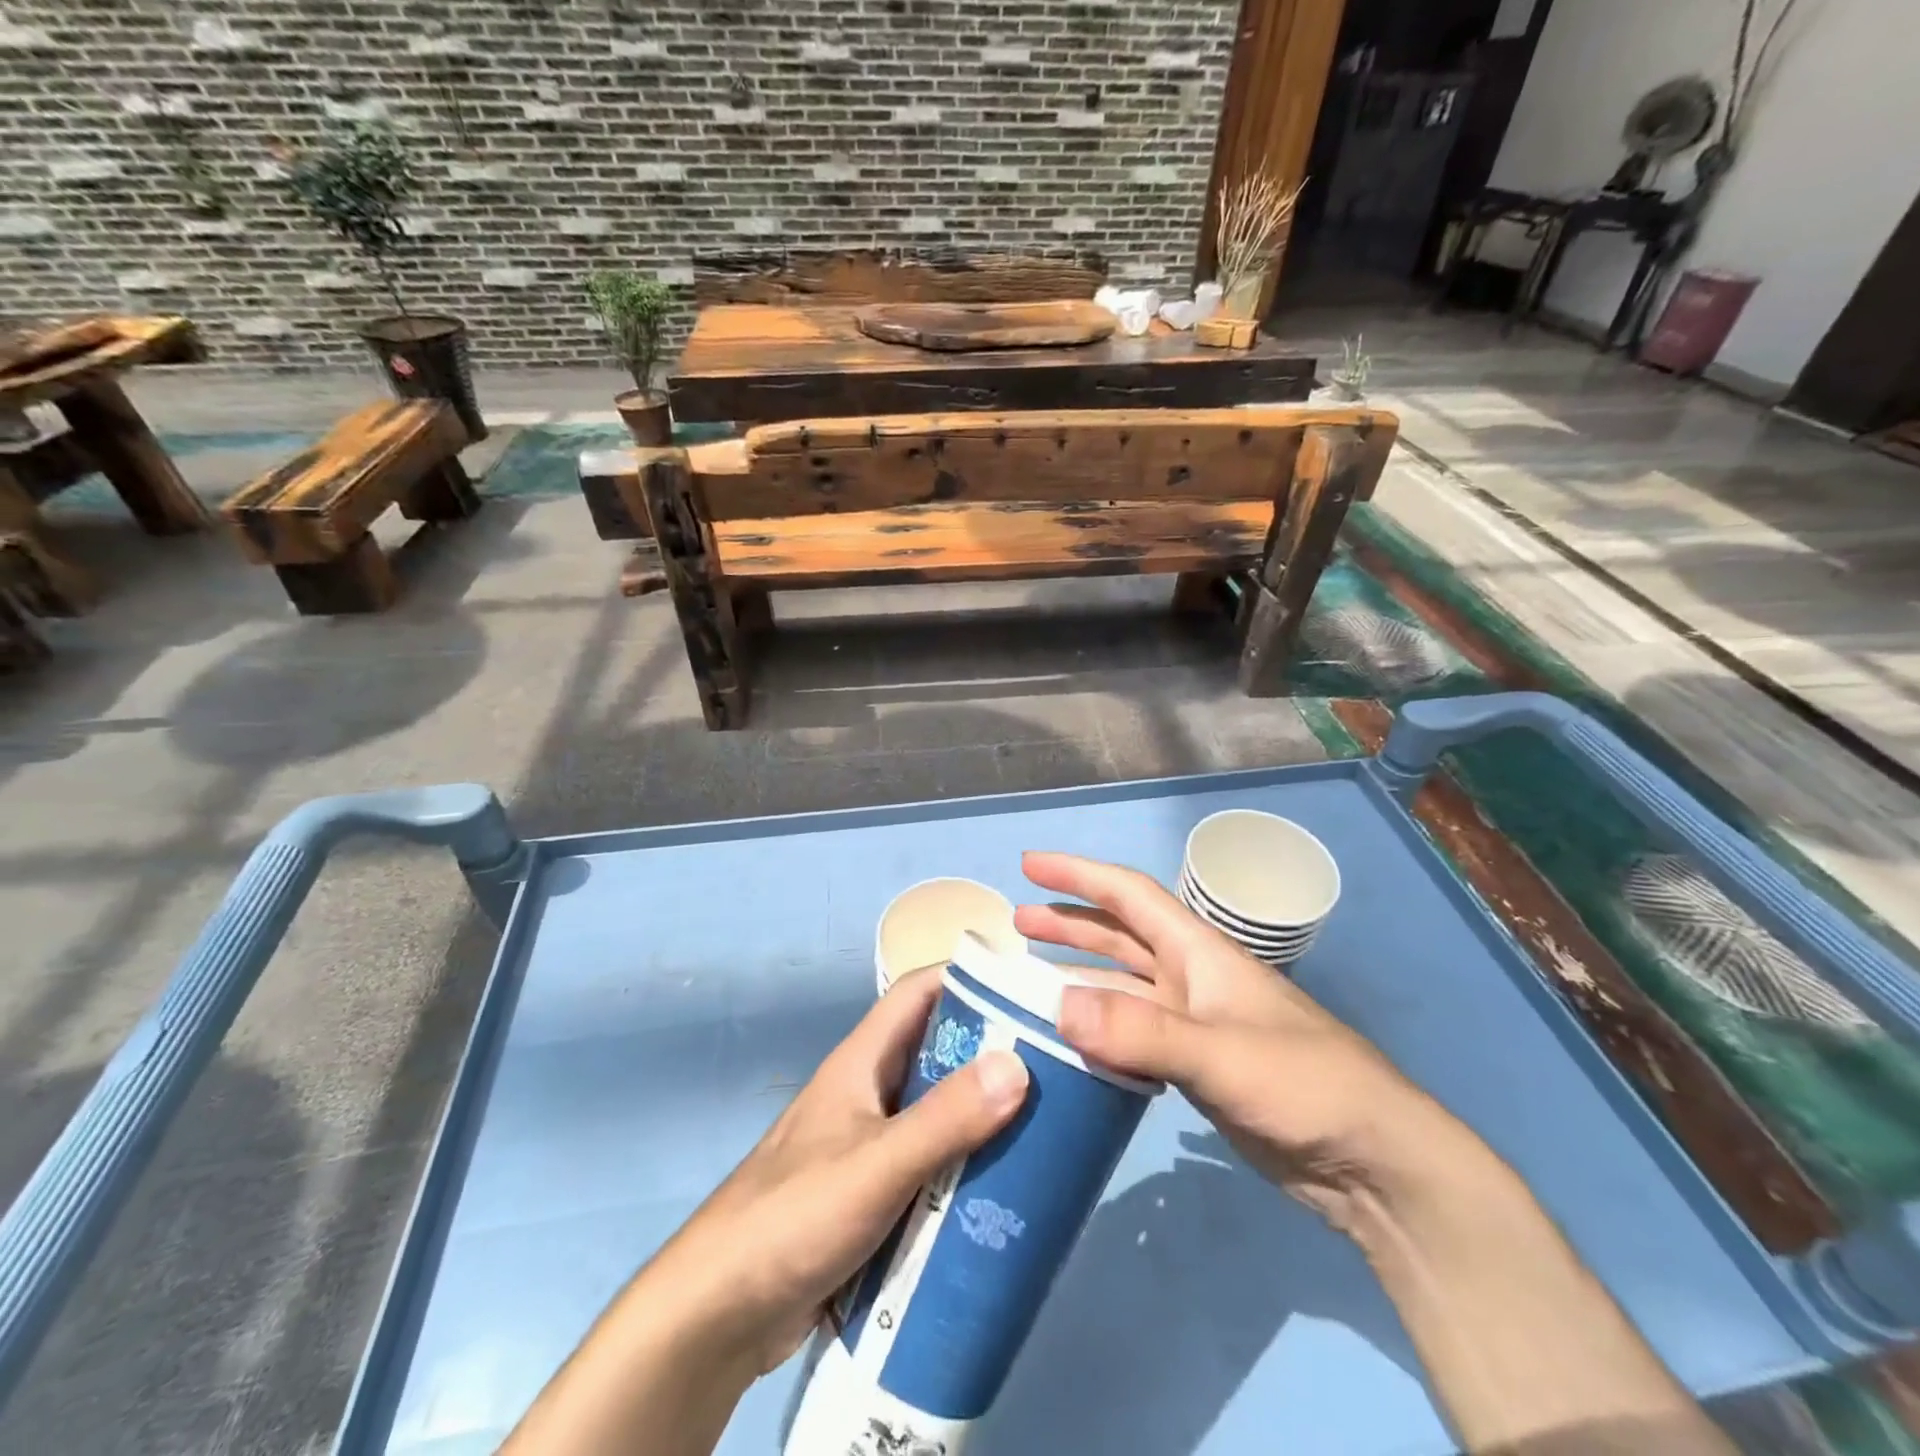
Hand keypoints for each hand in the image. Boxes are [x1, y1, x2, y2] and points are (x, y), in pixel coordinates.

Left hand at [634, 968, 1029, 1374]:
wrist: (719, 1311)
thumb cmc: (794, 1215)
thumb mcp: (876, 1164)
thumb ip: (944, 1120)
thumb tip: (1018, 1065)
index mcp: (863, 1061)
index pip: (919, 992)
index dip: (968, 978)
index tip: (1026, 988)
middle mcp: (867, 1091)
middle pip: (935, 1052)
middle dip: (989, 1053)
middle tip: (1053, 1067)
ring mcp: (867, 1143)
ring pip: (935, 1111)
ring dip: (980, 1115)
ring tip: (1042, 1128)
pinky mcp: (870, 1193)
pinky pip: (928, 1164)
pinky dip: (961, 1166)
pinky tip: (1000, 1190)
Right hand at [1016, 851, 1477, 1229]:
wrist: (1372, 1159)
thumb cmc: (1303, 1084)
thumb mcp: (1220, 1054)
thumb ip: (1140, 1031)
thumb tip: (1060, 1006)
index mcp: (1198, 953)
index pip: (1129, 895)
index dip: (1078, 875)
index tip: (1030, 865)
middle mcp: (1191, 977)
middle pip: (1120, 935)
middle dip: (1069, 922)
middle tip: (1017, 922)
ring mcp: (1194, 1022)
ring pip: (1123, 983)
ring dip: (1079, 973)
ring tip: (1031, 977)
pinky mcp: (1197, 1066)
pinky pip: (1133, 1032)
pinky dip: (1099, 1026)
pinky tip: (1073, 1040)